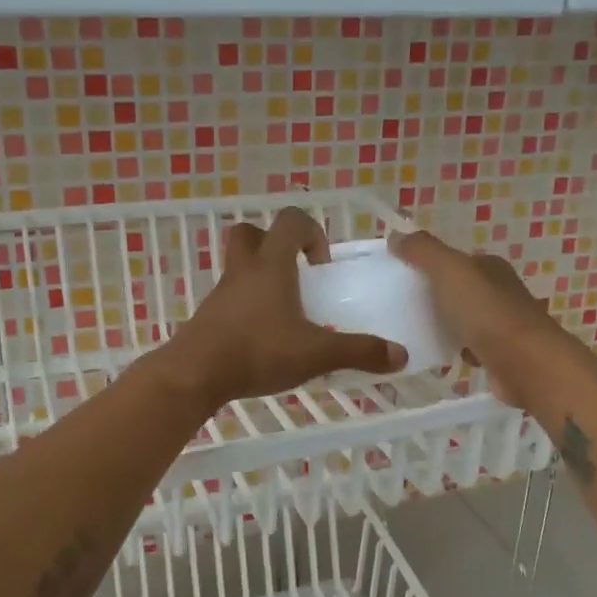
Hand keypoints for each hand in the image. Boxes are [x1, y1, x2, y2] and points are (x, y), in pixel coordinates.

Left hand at [165, 208, 407, 406]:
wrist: (195, 375)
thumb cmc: (258, 351)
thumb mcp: (316, 354)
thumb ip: (359, 352)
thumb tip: (401, 355)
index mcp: (271, 265)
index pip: (290, 221)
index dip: (311, 232)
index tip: (322, 265)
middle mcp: (243, 270)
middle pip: (250, 233)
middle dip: (275, 244)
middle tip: (296, 274)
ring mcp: (221, 293)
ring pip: (239, 267)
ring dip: (261, 277)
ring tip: (285, 312)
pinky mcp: (208, 316)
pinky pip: (230, 298)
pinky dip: (248, 306)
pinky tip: (264, 337)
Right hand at [388, 230, 558, 404]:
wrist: (526, 365)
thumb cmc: (487, 312)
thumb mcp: (450, 271)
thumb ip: (423, 251)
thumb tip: (395, 235)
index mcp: (489, 267)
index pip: (454, 259)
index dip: (427, 264)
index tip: (398, 276)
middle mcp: (498, 291)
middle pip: (457, 289)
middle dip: (432, 296)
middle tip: (398, 306)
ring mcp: (501, 324)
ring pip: (462, 319)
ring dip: (442, 324)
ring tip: (409, 332)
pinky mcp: (499, 355)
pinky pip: (468, 347)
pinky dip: (454, 350)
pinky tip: (435, 356)